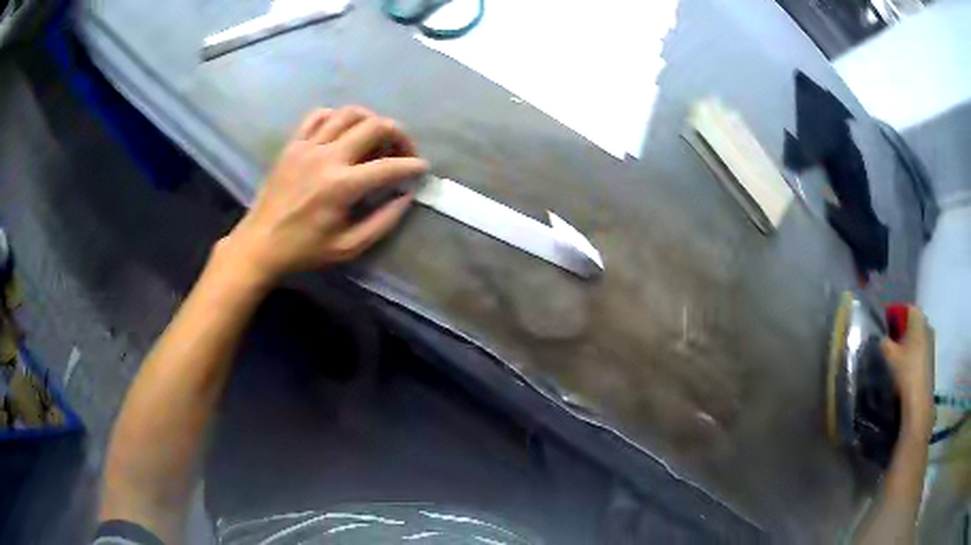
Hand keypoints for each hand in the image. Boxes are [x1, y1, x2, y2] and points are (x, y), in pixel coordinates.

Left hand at [217, 106, 427, 286]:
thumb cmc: (304, 250)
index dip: (412, 165)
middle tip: (403, 151)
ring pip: (349, 113)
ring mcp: (307, 146)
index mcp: (341, 186)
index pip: (389, 166)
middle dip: (398, 135)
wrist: (259, 244)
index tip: (422, 168)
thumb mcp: (348, 247)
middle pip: (374, 126)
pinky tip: (343, 131)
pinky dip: (337, 117)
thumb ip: (382, 222)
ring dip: (371, 120)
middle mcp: (327, 158)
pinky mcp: (293, 144)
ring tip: (376, 137)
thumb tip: (405, 197)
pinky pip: (318, 116)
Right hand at [882, 306, 934, 440]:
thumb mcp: (889, 356)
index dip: (896, 315)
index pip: (906, 308)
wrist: (918, 399)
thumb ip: (884, 343)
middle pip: (913, 322)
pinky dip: (913, 354)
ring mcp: (931, 342)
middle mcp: (927, 325)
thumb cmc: (906, 371)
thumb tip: (880, 338)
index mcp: (918, 319)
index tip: (887, 328)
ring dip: (908, 343)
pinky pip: (920, 349)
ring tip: (897, 358)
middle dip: (902, 330)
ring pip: (917, 337)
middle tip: (891, 343)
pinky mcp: (931, 358)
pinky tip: (906, 368)